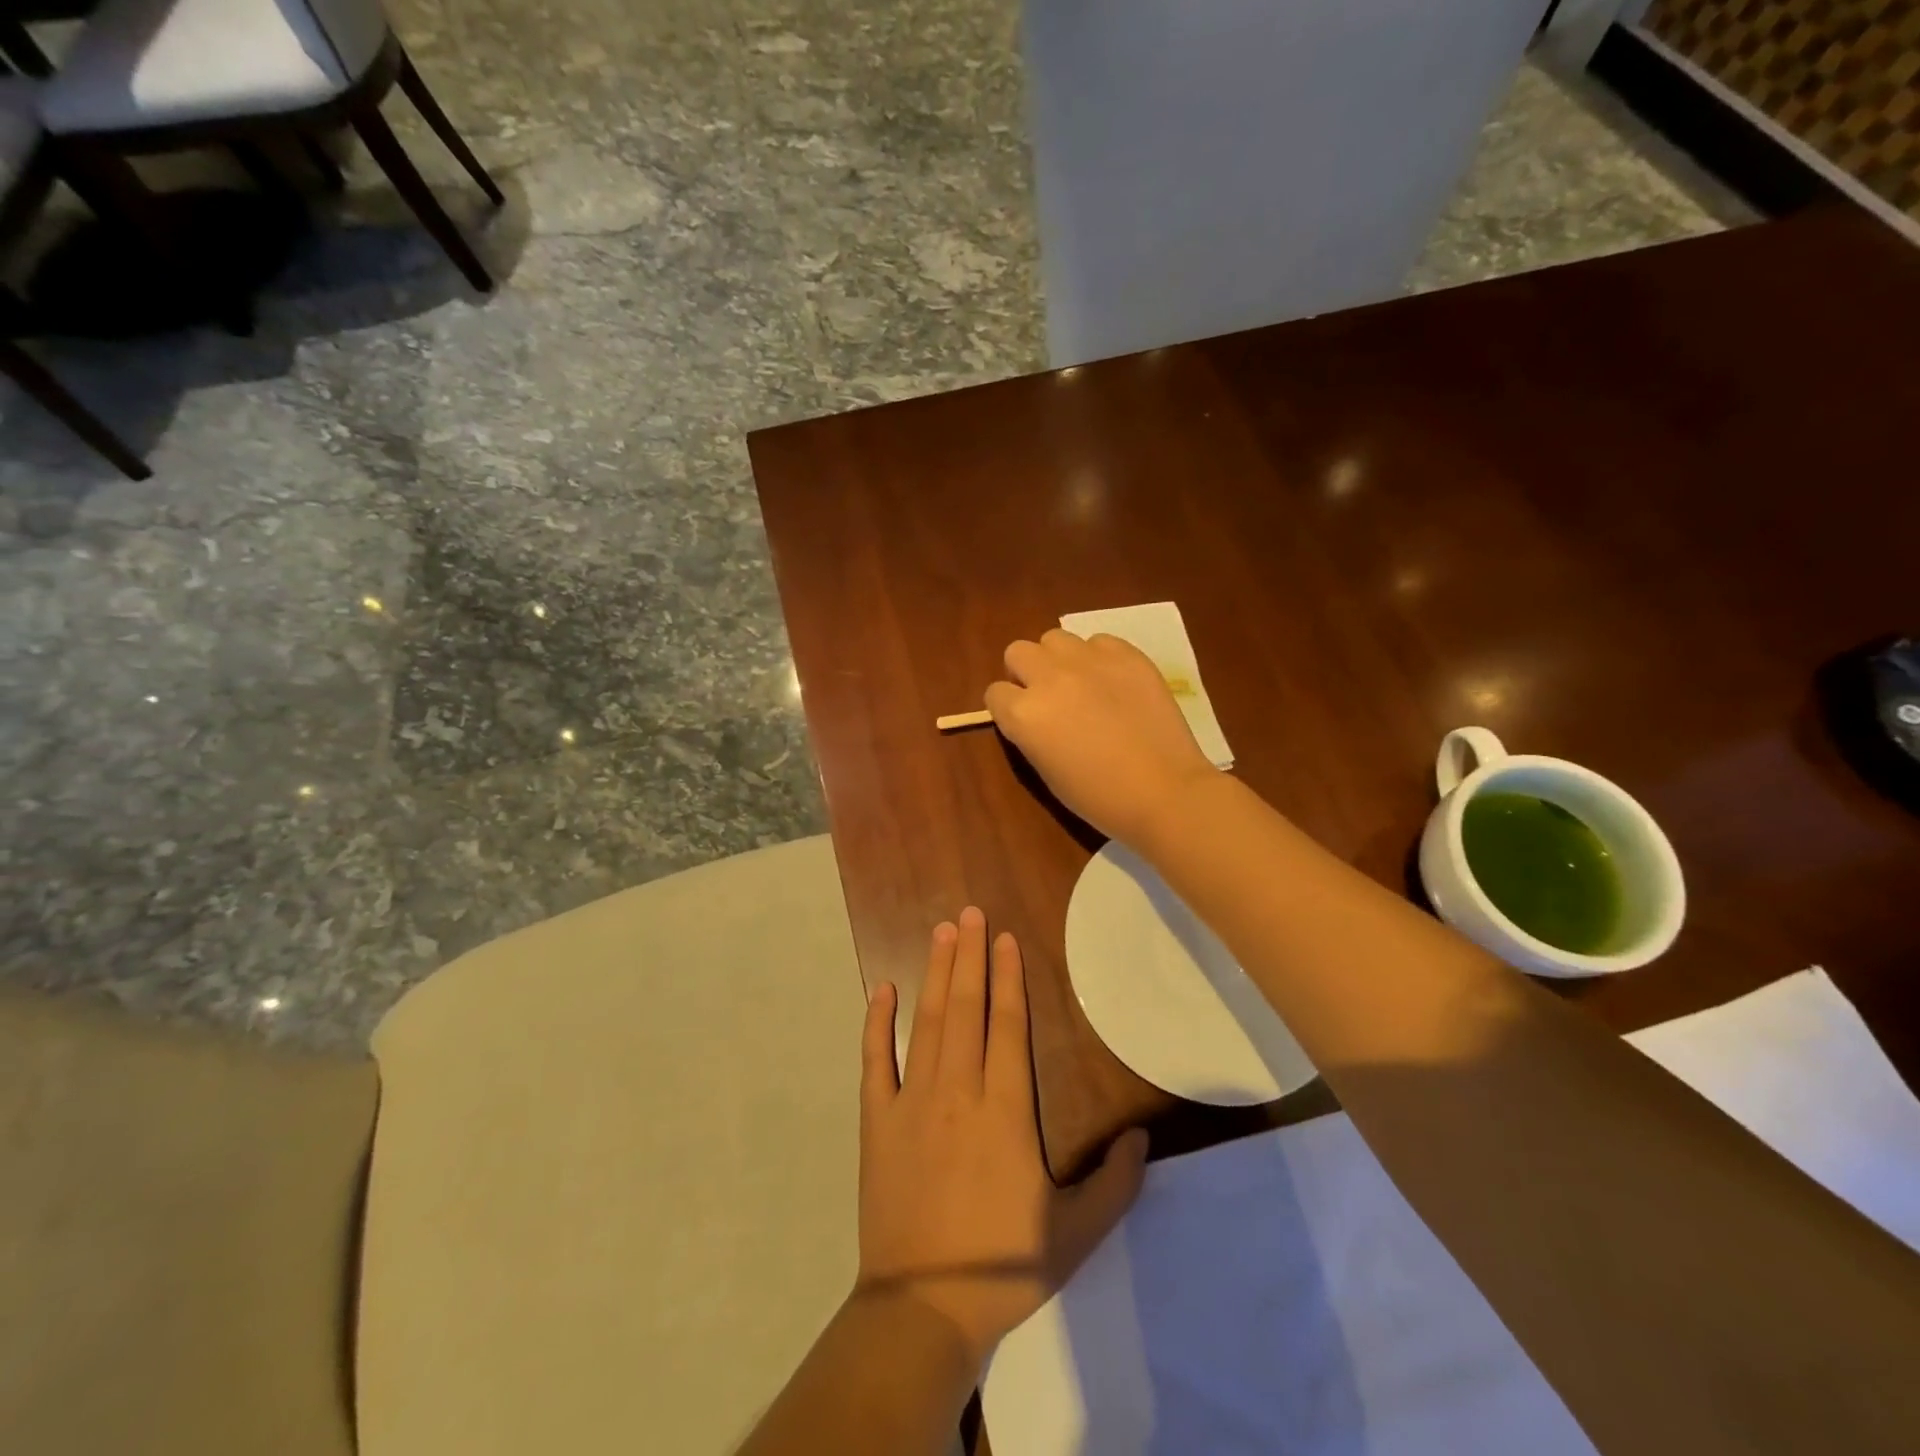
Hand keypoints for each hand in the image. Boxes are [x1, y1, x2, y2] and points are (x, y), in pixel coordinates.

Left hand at [857, 908, 1148, 1366]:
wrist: (923, 1306)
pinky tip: (881, 989)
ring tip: (941, 932)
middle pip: (966, 1007)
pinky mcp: (877, 1120)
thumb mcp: (1077, 1233)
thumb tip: (1143, 1135)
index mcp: (1006, 1109)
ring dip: (934, 973)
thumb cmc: (1003, 1266)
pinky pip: (875, 1060)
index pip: (1008, 1025)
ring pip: (927, 1022)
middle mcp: (959, 1089)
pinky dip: (876, 1023)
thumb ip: (1115, 1182)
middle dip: (970, 956)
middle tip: (969, 913)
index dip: (1008, 977)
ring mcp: (912, 1100)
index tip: (1004, 939)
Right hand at [985, 629, 1217, 844]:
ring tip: (1081, 683)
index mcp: (1024, 714)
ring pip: (1055, 638)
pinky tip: (1114, 683)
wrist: (1165, 792)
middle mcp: (1049, 678)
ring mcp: (1089, 661)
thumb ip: (1030, 733)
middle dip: (1026, 672)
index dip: (1007, 707)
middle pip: (1018, 652)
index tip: (1024, 721)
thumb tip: (1032, 715)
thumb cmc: (1099, 798)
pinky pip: (1099, 641)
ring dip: (1059, 659)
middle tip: (1048, 696)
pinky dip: (1099, 658)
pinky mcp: (1126, 655)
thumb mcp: (1046, 772)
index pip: (995, 693)